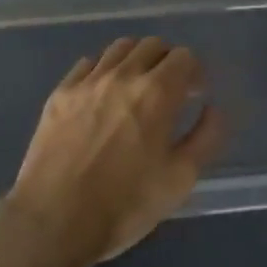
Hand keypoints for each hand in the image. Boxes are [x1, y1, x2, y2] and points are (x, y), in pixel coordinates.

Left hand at [5, 37, 225, 266]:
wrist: (53, 221)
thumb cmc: (124, 205)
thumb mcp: (179, 179)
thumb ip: (206, 137)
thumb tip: (214, 108)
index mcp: (157, 92)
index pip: (184, 56)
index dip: (194, 72)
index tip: (195, 93)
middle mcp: (123, 75)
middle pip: (152, 45)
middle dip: (167, 61)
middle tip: (169, 89)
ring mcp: (87, 81)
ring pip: (118, 49)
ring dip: (135, 60)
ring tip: (136, 87)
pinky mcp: (60, 93)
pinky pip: (87, 64)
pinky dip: (102, 70)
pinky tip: (102, 95)